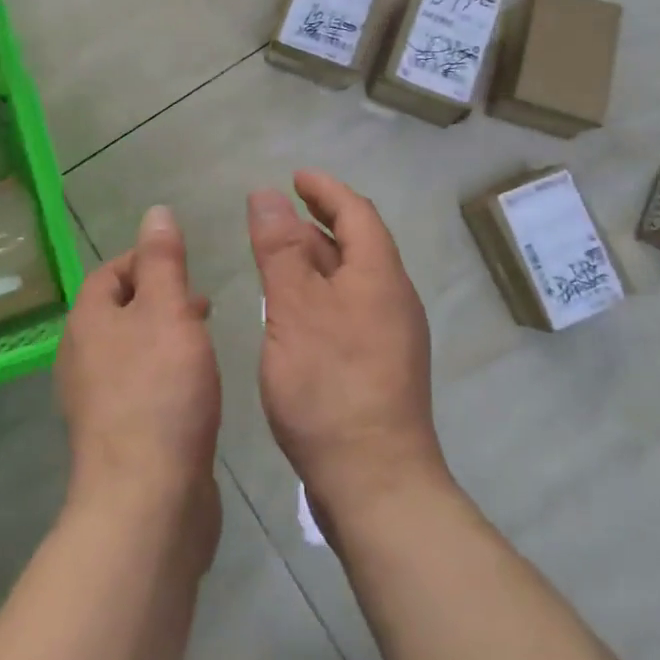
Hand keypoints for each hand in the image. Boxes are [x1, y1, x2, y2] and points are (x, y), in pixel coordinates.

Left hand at [56, 206, 221, 551]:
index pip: (110, 272)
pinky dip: (165, 374)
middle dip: (160, 298)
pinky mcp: (118, 437)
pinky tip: (195, 387)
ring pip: (132, 350)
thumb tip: (155, 212)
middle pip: (120, 311)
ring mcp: (96, 402)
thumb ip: (163, 260)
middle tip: (202, 302)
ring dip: (165, 336)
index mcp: (88, 322)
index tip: (187, 265)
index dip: (146, 259)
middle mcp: (82, 358)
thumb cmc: (159, 391)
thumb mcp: (168, 310)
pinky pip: (140, 387)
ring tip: (204, 339)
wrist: (146, 501)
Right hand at [249, 170, 448, 527]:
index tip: (295, 176)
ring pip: (351, 278)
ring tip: (278, 254)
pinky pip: (349, 309)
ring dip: (317, 258)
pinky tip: (294, 311)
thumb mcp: (295, 308)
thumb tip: (266, 194)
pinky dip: (320, 293)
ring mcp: (390, 335)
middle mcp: (392, 298)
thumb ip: (279, 249)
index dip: (325, 189)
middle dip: (318, 220)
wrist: (376, 483)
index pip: (356, 212)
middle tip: (279, 212)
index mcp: (379, 275)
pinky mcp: (379, 367)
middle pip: (356, 243)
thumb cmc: (330, 386)